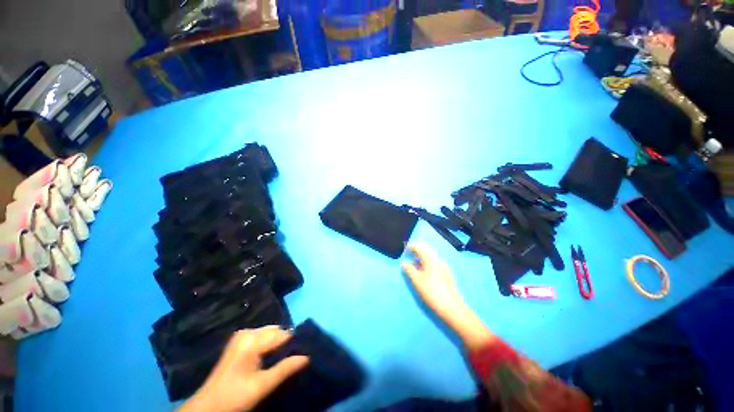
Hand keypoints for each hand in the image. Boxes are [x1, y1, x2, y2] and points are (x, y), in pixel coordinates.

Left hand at [179, 326, 308, 411]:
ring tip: (284, 358)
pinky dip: (270, 343)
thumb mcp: (262, 386)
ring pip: (270, 333)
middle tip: (294, 357)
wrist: (207, 407)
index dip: (295, 342)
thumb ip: (284, 369)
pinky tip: (271, 356)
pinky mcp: (239, 341)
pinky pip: (262, 336)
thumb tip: (307, 357)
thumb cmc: (234, 397)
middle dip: (287, 342)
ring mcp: (242, 335)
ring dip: (279, 343)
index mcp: (252, 340)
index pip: (283, 334)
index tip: (305, 351)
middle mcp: (248, 332)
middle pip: (277, 331)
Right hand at [401, 242, 466, 324]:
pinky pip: (434, 262)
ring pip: (430, 256)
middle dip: (416, 251)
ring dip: (421, 257)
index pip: (419, 246)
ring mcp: (443, 265)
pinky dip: (427, 262)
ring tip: (414, 265)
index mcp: (430, 258)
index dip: (410, 247)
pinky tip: (424, 272)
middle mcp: (438, 259)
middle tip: (409, 257)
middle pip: (426, 249)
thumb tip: (404, 263)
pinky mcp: (446, 272)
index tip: (404, 253)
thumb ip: (409, 269)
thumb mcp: (417, 281)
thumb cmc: (431, 292)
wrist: (451, 307)